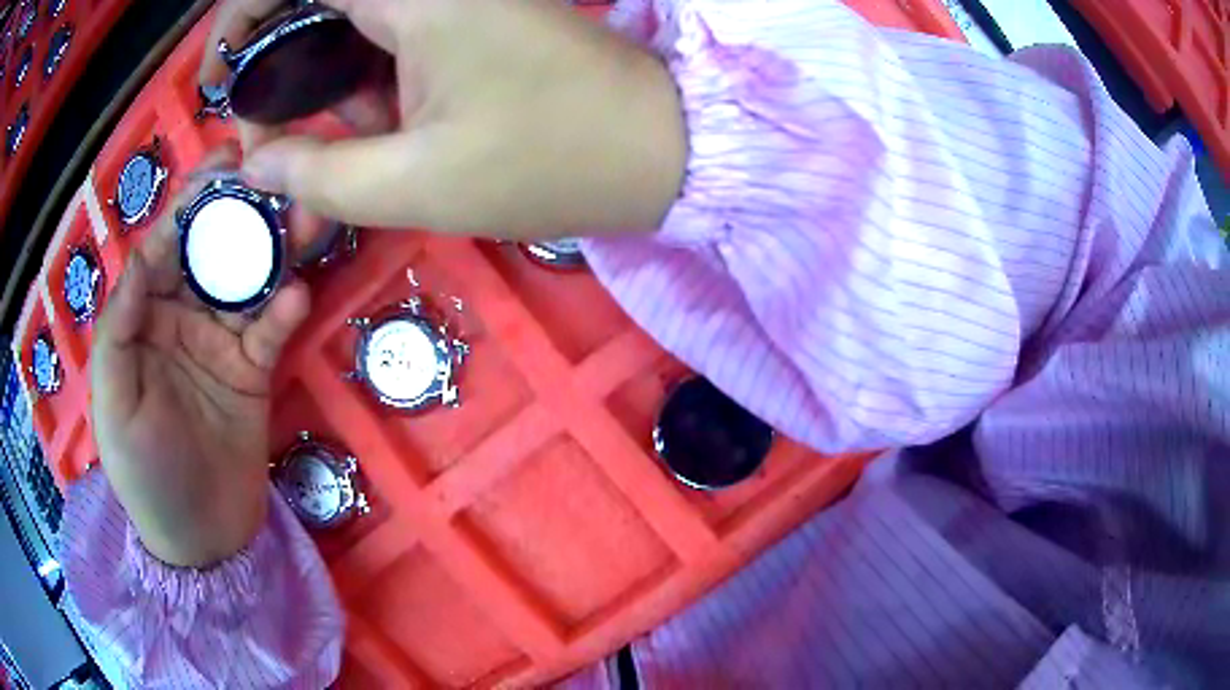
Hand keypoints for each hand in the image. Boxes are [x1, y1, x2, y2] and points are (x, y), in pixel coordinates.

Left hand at [92, 147, 310, 567]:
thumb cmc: (144, 474)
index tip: (216, 171)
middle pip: (207, 252)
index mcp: (142, 320)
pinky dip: (284, 311)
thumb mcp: (113, 405)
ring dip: (271, 248)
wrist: (201, 539)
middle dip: (232, 210)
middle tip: (267, 170)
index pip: (162, 250)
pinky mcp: (253, 370)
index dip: (184, 210)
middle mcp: (180, 319)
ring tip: (301, 216)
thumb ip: (118, 329)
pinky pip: (269, 330)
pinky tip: (297, 296)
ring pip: (245, 280)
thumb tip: (144, 255)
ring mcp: (219, 342)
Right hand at [201, 0, 686, 237]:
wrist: (652, 148)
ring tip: (349, 134)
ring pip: (350, 14)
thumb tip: (253, 160)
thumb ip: (316, 172)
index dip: (239, 17)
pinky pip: (389, 26)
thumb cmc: (546, 163)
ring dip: (326, 73)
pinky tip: (386, 117)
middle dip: (278, 55)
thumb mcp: (414, 184)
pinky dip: (366, 70)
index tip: (217, 77)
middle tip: (273, 124)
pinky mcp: (470, 11)